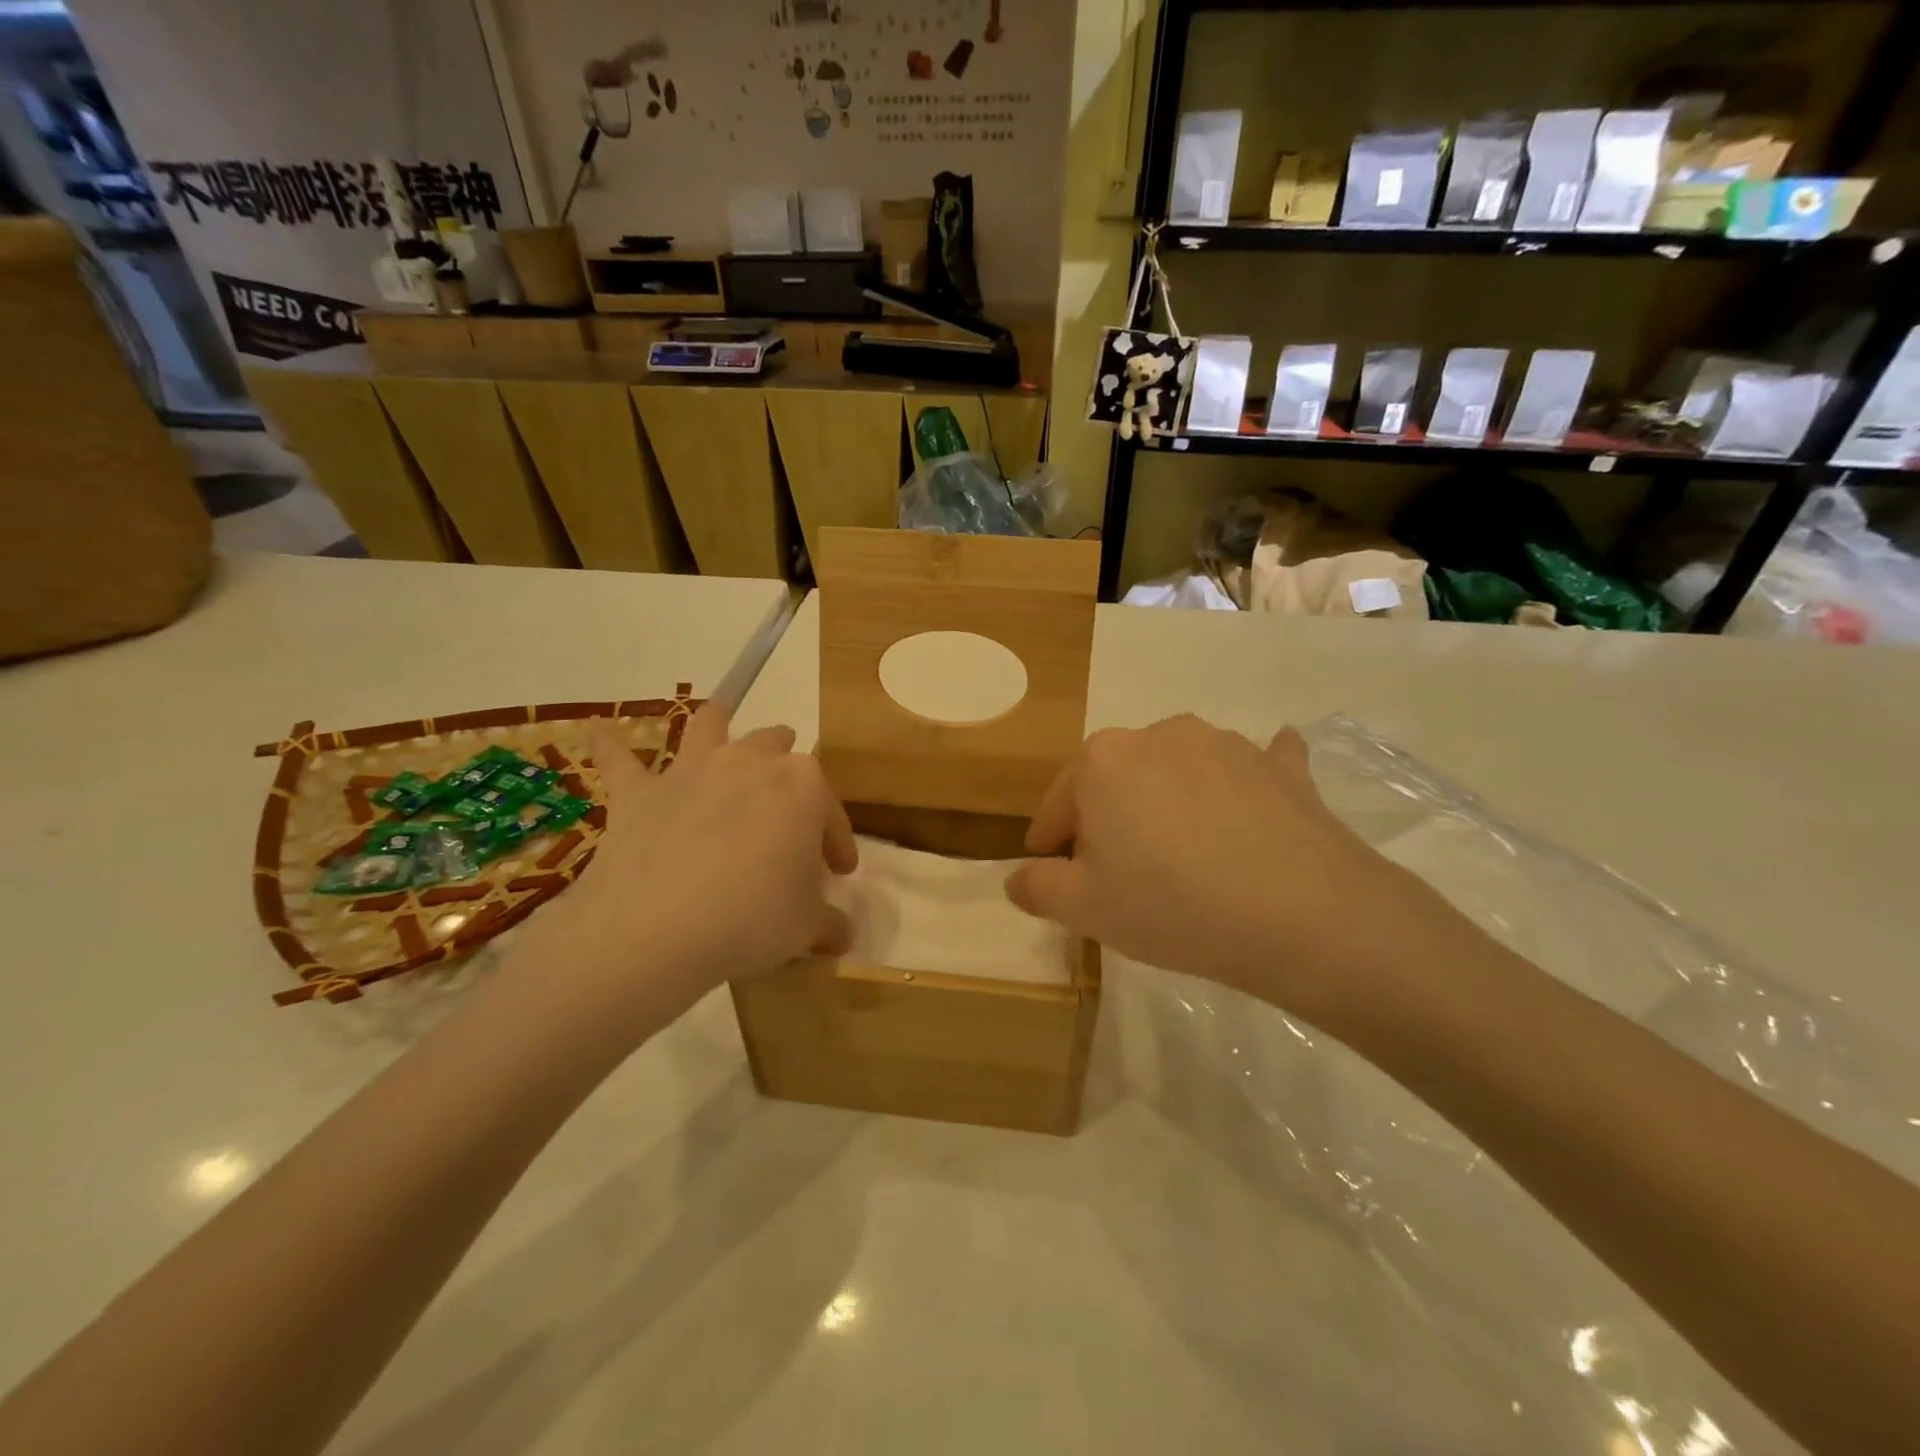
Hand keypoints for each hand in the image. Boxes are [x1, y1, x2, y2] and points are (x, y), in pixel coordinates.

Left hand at [508, 705, 857, 1029]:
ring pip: (711, 726)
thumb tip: (842, 934)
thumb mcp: (808, 927)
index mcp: (803, 786)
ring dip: (720, 725)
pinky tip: (595, 731)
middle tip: (788, 811)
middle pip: (778, 748)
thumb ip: (829, 922)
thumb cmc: (752, 919)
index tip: (838, 872)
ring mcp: (691, 770)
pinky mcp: (639, 792)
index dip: (837, 842)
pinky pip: (619, 759)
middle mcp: (750, 761)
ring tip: (722, 726)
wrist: (659, 929)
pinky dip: (609, 746)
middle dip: (788, 770)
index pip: (830, 811)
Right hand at [1005, 715, 1465, 1028]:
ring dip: (1165, 803)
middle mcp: (1159, 735)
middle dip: (1106, 820)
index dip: (1049, 840)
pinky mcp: (1279, 766)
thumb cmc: (1172, 905)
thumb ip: (1037, 888)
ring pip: (1175, 771)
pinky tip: (1250, 800)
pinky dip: (1243, 780)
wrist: (1304, 914)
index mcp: (1103, 760)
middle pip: (1115, 780)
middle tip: (1116, 871)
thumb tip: (1018, 877)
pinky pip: (1252, 764)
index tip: (1050, 869)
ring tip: (1179, 854)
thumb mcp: (1084, 909)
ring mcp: (1225, 743)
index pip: (1058, 802)